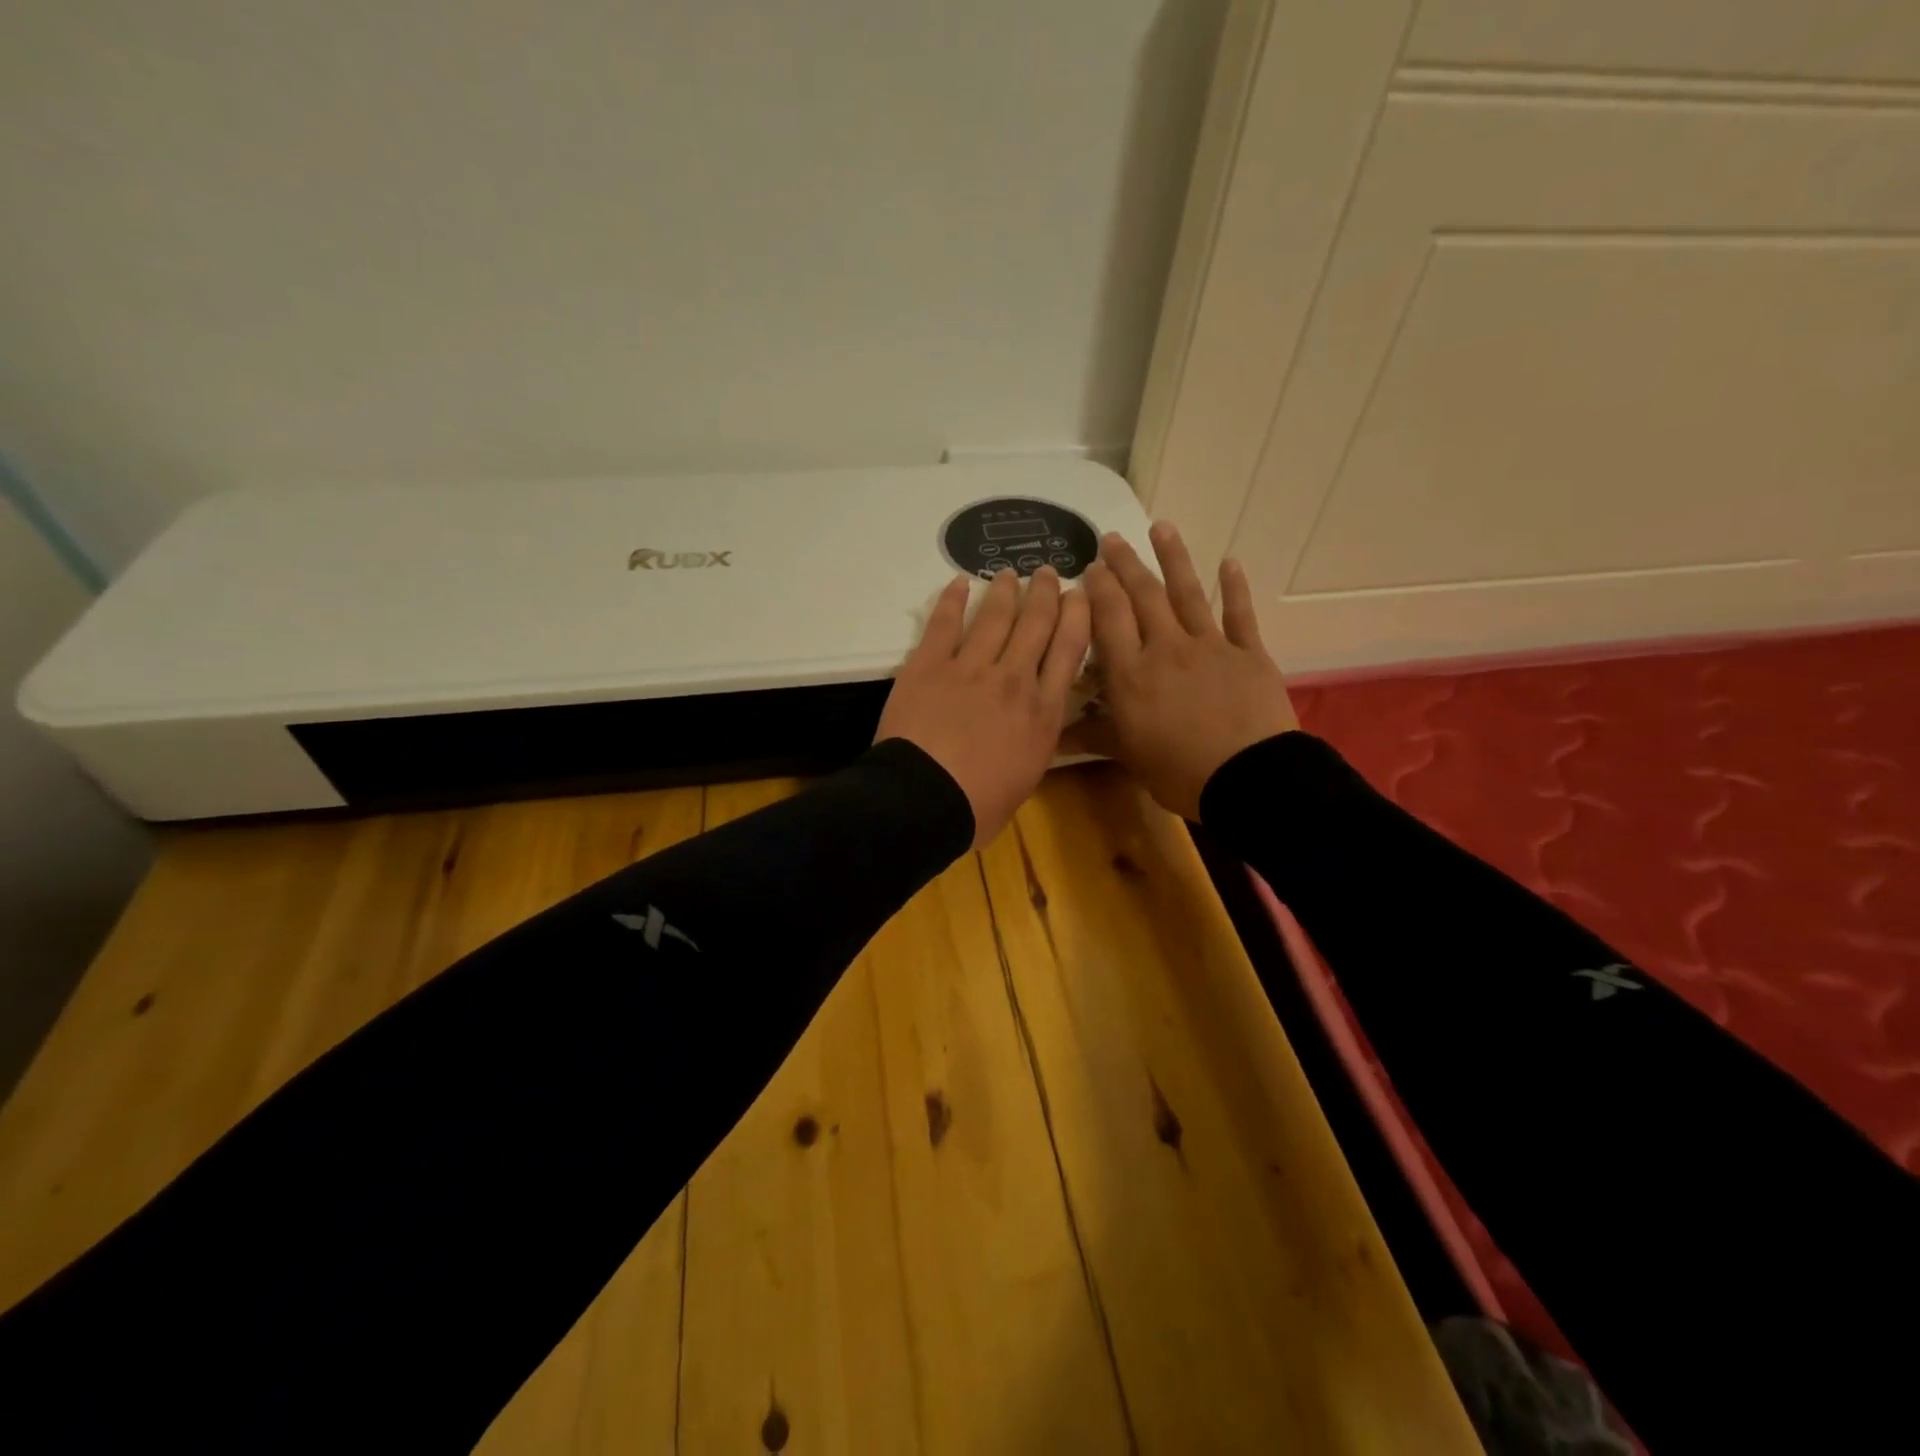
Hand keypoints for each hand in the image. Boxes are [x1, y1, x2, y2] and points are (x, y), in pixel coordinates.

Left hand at [877, 566, 1090, 847]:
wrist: (924, 801)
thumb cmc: (978, 806)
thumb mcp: (1028, 777)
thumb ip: (1037, 741)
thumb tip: (1037, 725)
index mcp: (1043, 712)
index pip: (1069, 650)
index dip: (1077, 616)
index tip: (1080, 595)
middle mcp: (1014, 679)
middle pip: (1037, 624)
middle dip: (1047, 593)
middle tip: (1049, 572)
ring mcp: (970, 668)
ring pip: (994, 616)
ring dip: (1005, 590)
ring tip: (1011, 572)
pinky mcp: (929, 665)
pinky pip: (943, 624)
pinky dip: (951, 599)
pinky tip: (958, 582)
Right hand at [1077, 522, 1297, 819]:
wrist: (1247, 778)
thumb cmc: (1179, 771)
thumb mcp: (1128, 756)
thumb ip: (1093, 736)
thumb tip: (1050, 735)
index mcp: (1132, 674)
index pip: (1109, 619)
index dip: (1099, 590)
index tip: (1091, 567)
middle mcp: (1166, 649)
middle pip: (1143, 597)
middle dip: (1126, 565)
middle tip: (1112, 539)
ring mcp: (1210, 646)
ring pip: (1187, 594)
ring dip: (1174, 558)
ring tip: (1161, 527)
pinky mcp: (1248, 653)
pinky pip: (1240, 614)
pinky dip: (1235, 587)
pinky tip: (1229, 561)